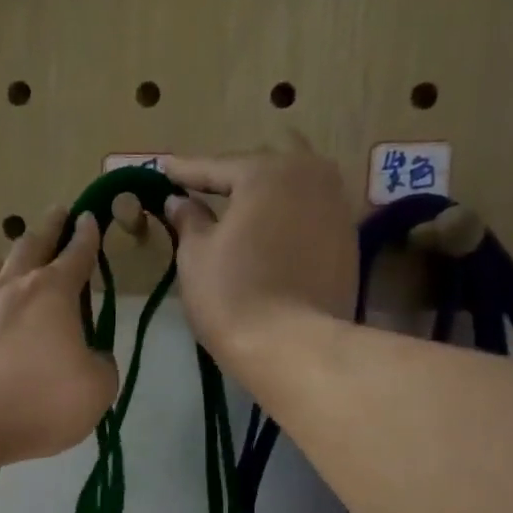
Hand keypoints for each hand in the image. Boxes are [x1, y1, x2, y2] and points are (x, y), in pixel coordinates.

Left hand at [0, 208, 118, 467]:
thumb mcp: (96, 388)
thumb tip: (92, 357)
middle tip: (58, 213)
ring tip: (15, 256)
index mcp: (54, 292)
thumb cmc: (41, 398)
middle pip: (32, 245)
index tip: (90, 218)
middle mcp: (13, 288)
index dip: (88, 236)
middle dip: (49, 228)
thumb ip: (101, 366)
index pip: (77, 255)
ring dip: (10, 257)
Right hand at [162, 142, 360, 364]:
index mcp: (267, 171)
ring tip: (237, 210)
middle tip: (202, 188)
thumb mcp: (195, 255)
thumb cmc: (232, 295)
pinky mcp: (348, 240)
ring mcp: (337, 206)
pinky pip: (307, 217)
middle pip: (261, 172)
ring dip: (263, 198)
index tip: (164, 167)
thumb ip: (188, 219)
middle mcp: (310, 174)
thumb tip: (179, 201)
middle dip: (231, 179)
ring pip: (290, 191)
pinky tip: (267, 236)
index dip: (186, 171)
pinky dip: (284, 221)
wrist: (292, 345)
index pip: (217, 167)